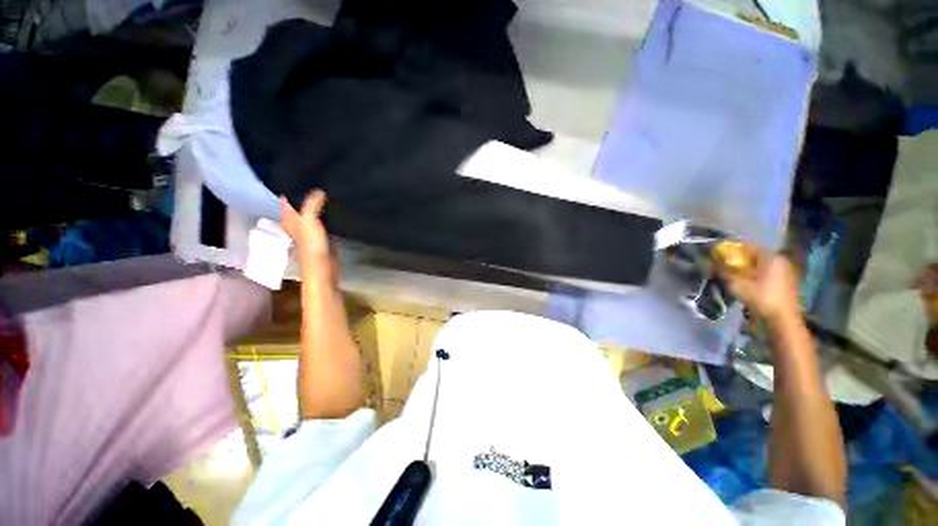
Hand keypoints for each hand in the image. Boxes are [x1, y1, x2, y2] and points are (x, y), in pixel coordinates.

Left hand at [279, 191, 337, 283]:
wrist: (324, 267)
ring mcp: (310, 232)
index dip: (290, 190)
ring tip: (327, 193)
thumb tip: (319, 190)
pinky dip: (327, 217)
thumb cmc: (311, 245)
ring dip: (317, 207)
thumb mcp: (309, 221)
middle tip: (316, 183)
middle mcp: (297, 225)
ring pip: (312, 215)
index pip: (286, 201)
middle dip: (305, 197)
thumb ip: (312, 204)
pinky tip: (334, 211)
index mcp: (289, 220)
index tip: (299, 177)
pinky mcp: (323, 238)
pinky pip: (324, 223)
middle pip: (299, 208)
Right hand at [716, 248, 801, 326]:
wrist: (783, 319)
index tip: (718, 256)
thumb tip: (712, 262)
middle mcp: (780, 260)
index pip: (748, 246)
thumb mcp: (737, 283)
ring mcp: (785, 272)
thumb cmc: (761, 298)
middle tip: (724, 268)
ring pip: (760, 265)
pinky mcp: (786, 282)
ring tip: (733, 277)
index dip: (731, 250)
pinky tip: (746, 284)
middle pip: (754, 256)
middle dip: (738, 261)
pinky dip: (754, 276)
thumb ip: (724, 270)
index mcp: (771, 256)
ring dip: (746, 269)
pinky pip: (766, 273)